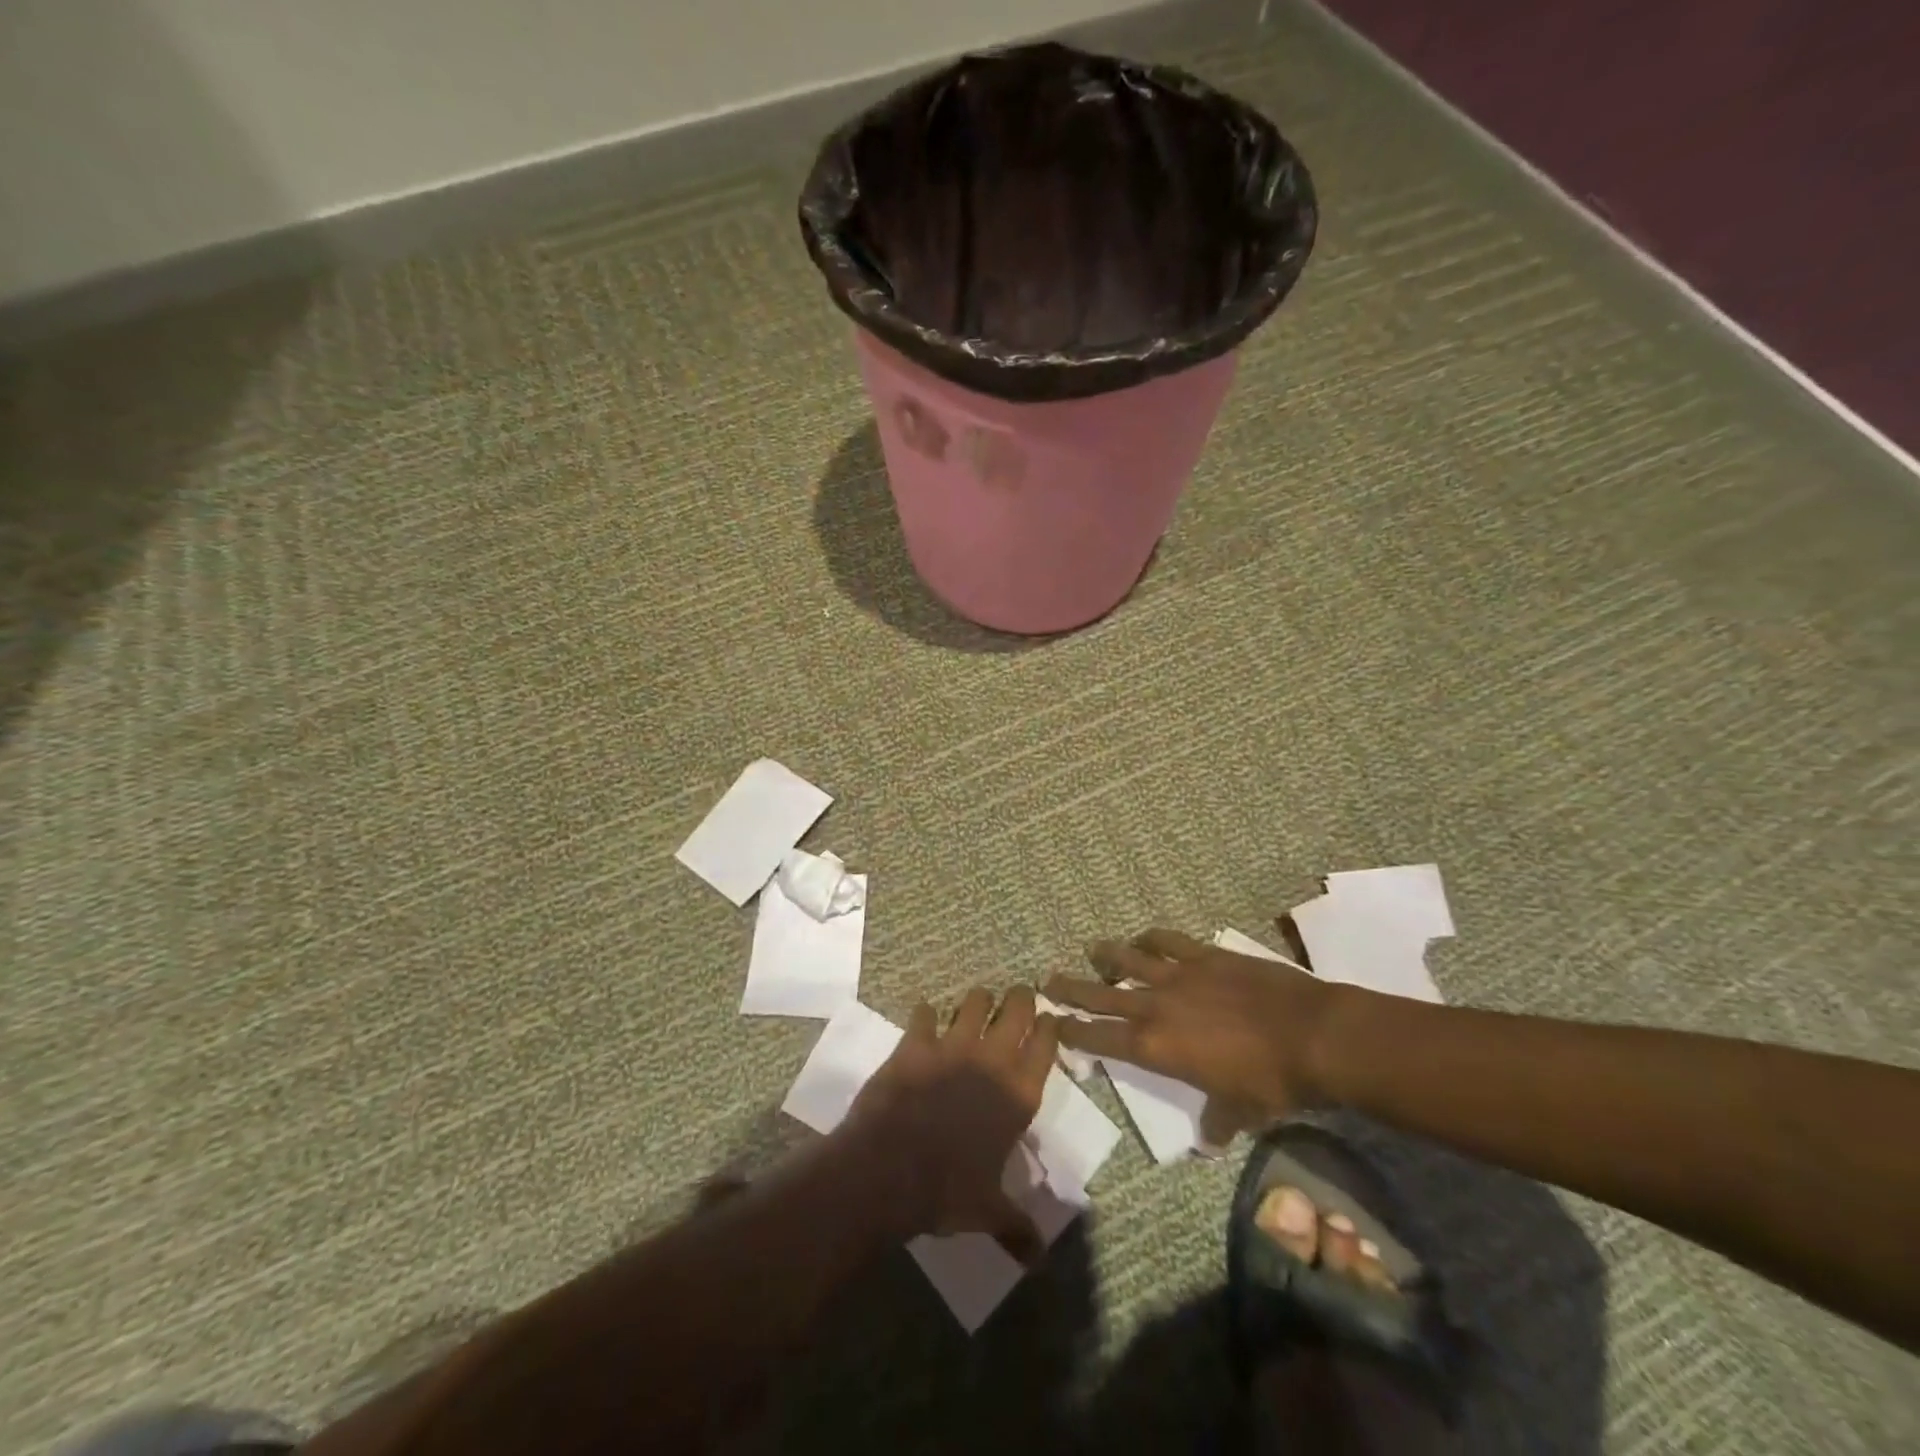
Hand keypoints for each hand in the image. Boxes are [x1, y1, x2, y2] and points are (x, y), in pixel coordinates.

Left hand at [844, 986, 1059, 1262]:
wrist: (888, 1170)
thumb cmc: (946, 1191)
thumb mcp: (988, 1212)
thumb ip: (1017, 1227)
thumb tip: (1040, 1259)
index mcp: (1018, 1095)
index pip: (1046, 1045)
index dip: (1050, 1027)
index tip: (1051, 1019)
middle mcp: (991, 1061)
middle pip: (1016, 1009)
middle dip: (1021, 998)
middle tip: (1020, 996)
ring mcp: (951, 1046)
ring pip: (974, 1001)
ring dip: (978, 1000)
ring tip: (978, 1002)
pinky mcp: (915, 1043)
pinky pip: (924, 1014)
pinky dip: (926, 1014)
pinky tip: (925, 1018)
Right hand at [1042, 928, 1336, 1141]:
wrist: (1311, 1035)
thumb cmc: (1272, 1082)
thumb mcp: (1241, 1111)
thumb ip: (1218, 1122)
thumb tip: (1210, 1145)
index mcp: (1157, 1047)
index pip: (1101, 1038)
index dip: (1074, 1031)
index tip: (1054, 1023)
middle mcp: (1157, 1006)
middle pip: (1102, 994)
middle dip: (1072, 988)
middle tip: (1048, 979)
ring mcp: (1180, 975)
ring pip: (1130, 960)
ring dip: (1107, 956)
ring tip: (1093, 950)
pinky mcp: (1205, 955)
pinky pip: (1169, 941)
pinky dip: (1151, 939)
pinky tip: (1145, 939)